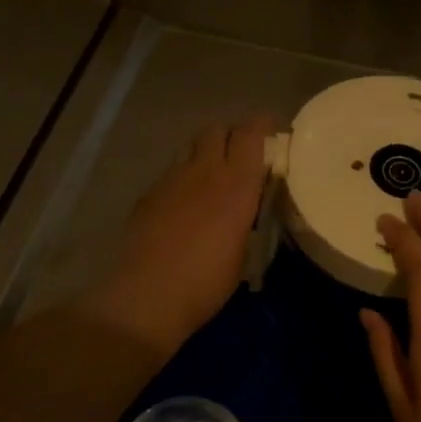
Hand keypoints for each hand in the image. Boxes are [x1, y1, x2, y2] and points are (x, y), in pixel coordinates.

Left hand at [76, 117, 274, 360]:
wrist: (148, 296)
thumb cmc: (207, 282)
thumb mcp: (245, 251)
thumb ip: (248, 217)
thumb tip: (248, 206)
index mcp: (237, 185)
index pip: (250, 133)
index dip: (262, 125)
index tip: (272, 130)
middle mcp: (204, 171)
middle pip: (217, 129)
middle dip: (231, 135)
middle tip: (242, 155)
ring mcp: (172, 179)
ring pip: (192, 147)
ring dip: (206, 153)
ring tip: (213, 177)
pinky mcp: (149, 193)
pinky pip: (172, 172)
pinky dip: (184, 177)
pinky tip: (185, 203)